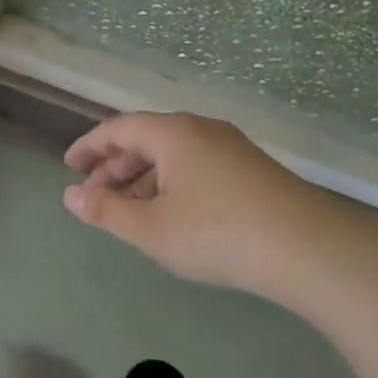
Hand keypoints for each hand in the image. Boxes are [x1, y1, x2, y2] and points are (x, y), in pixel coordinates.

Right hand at [62, 112, 340, 297]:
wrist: (308, 248)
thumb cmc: (218, 234)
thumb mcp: (152, 229)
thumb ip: (106, 212)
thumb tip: (70, 197)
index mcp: (173, 133)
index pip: (118, 128)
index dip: (89, 147)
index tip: (69, 166)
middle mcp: (200, 129)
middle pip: (146, 139)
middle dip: (114, 167)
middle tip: (93, 196)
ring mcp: (230, 146)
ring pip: (173, 154)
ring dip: (142, 178)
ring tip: (127, 210)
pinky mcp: (251, 168)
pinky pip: (196, 165)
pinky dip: (171, 183)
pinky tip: (170, 213)